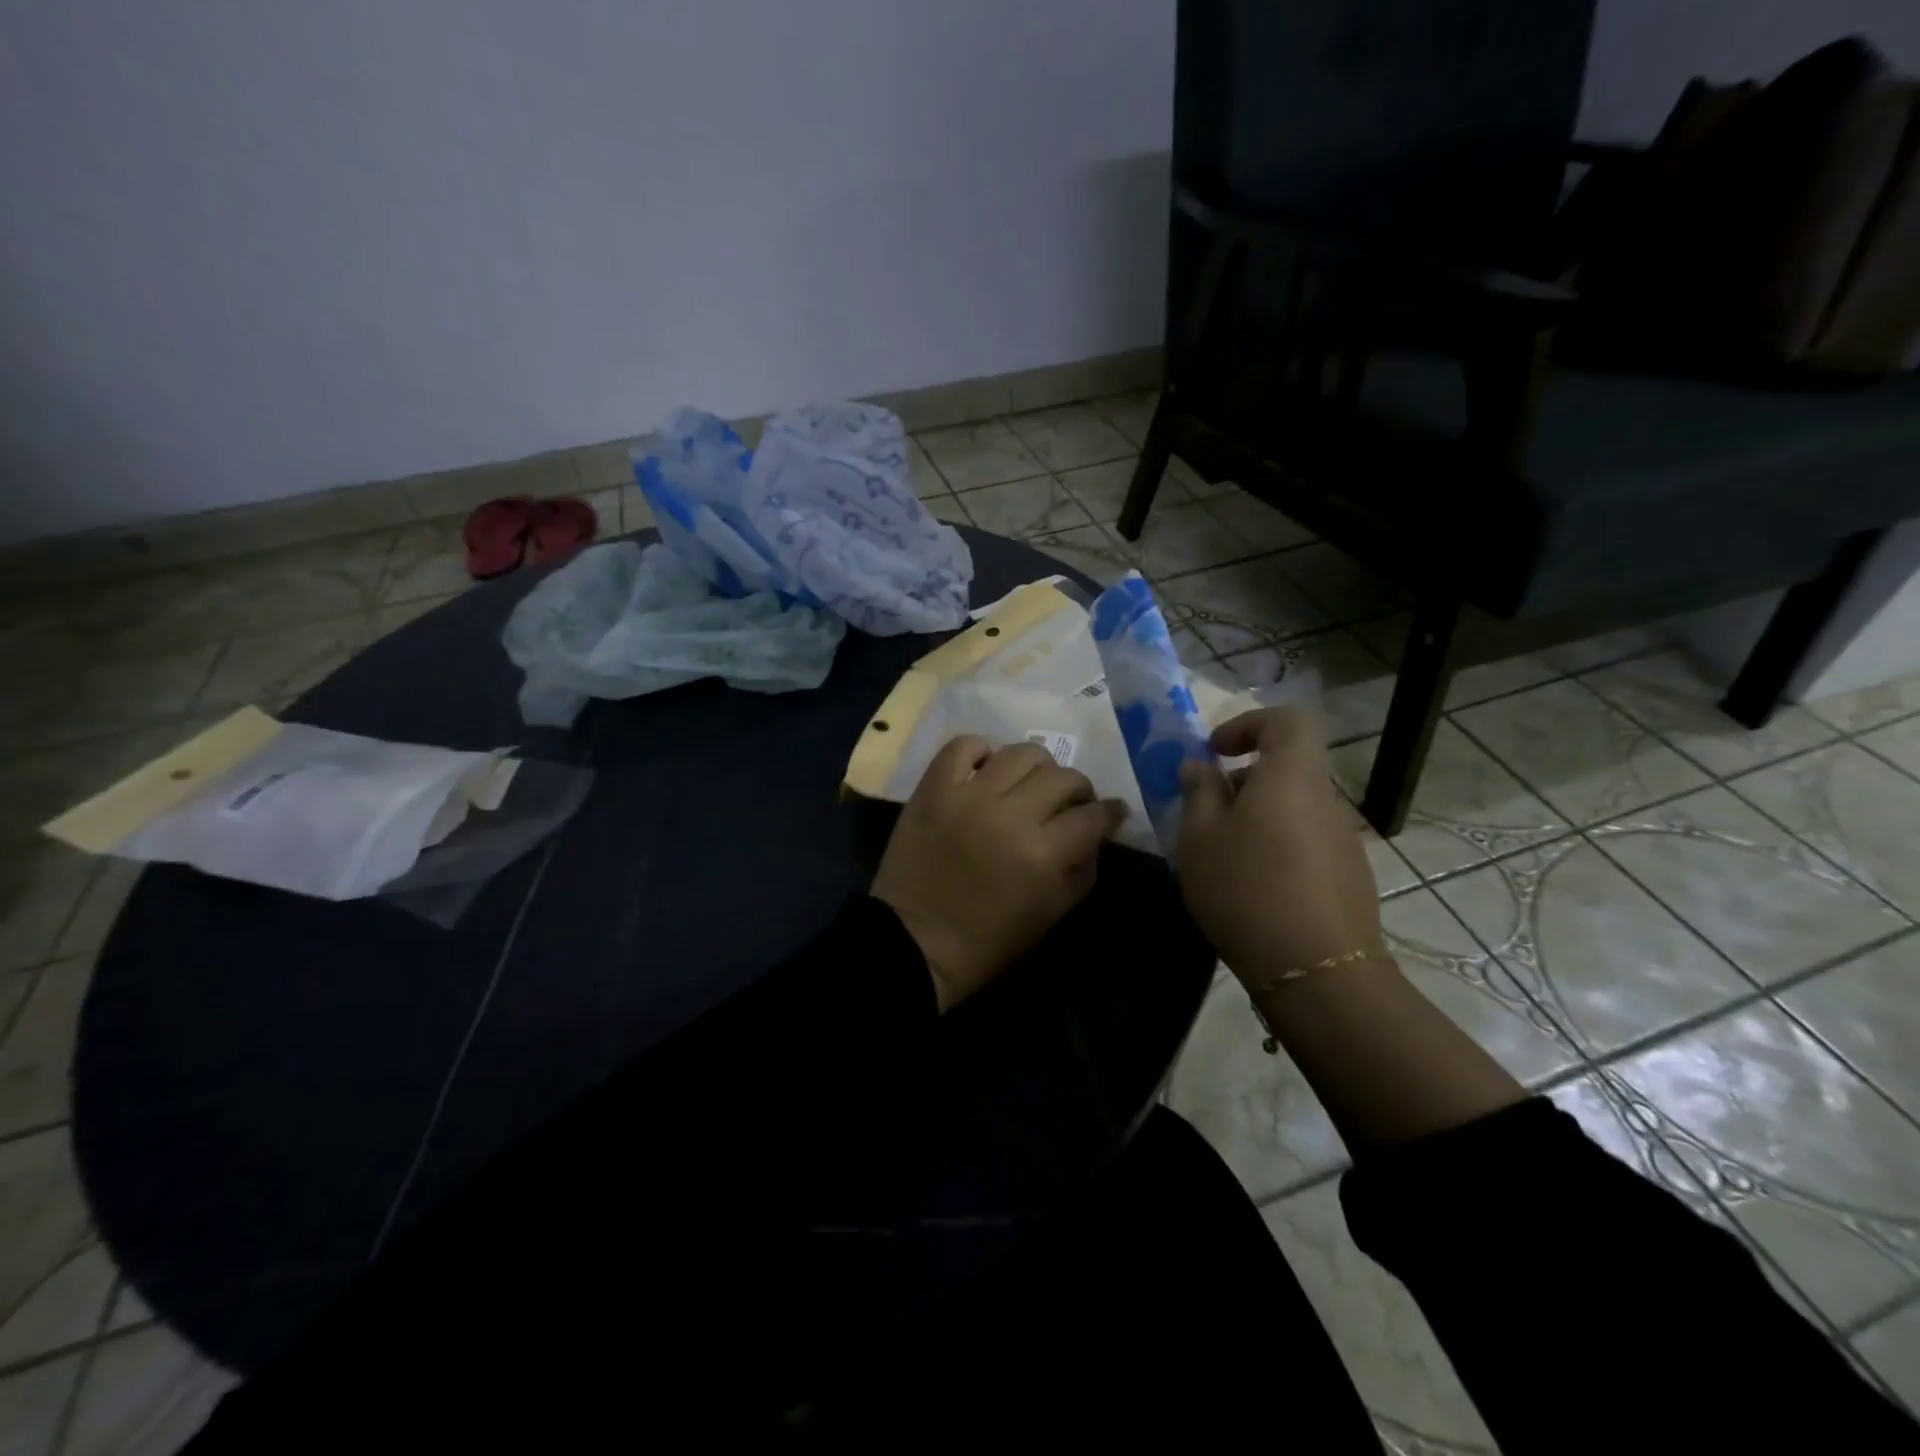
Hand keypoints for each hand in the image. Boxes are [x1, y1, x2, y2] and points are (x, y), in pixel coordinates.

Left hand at [872, 736, 1126, 1010]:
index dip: (1110, 812)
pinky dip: (981, 751)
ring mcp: (969, 795)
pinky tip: (985, 771)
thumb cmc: (987, 940)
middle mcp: (1011, 814)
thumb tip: (1095, 835)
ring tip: (1028, 784)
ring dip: (1037, 767)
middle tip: (1070, 803)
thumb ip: (1082, 871)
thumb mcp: (1050, 915)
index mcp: (1043, 854)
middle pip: (1063, 777)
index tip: (1111, 813)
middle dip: (1078, 790)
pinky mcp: (934, 788)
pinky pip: (964, 745)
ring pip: (1021, 753)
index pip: (1093, 815)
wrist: (914, 941)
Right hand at [1176, 708, 1385, 984]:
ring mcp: (1344, 840)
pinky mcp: (1350, 876)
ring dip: (1257, 817)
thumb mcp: (1200, 838)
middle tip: (1205, 814)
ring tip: (1223, 857)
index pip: (1286, 720)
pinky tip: (1254, 888)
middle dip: (1243, 780)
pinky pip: (1306, 841)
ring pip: (1294, 807)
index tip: (1214, 751)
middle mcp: (1326, 799)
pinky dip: (1277, 846)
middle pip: (1287, 767)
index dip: (1248, 724)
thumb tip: (1200, 767)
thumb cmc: (1246, 890)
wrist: (1317, 972)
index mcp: (1292, 777)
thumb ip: (1198, 793)